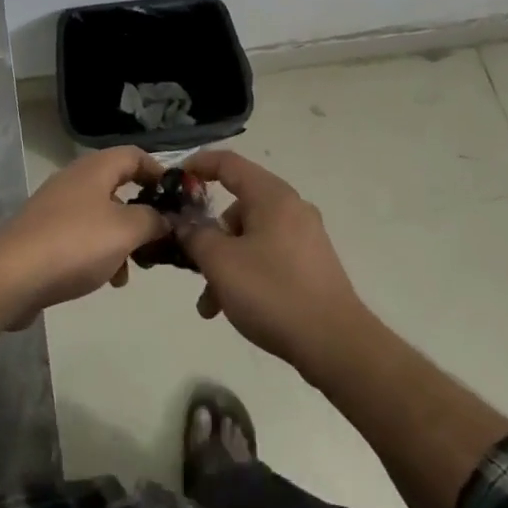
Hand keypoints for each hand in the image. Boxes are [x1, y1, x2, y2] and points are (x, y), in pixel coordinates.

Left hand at [0, 147, 167, 325]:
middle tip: (161, 236)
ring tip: (134, 268)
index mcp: (95, 169)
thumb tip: (166, 217)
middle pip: (119, 186)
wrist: (12, 276)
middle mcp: (75, 180)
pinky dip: (101, 253)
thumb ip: (153, 220)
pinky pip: (83, 237)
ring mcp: (57, 207)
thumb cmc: (76, 244)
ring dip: (123, 238)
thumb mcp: (126, 230)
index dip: (159, 172)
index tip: (179, 197)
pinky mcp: (45, 235)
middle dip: (143, 212)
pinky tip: (108, 279)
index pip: (135, 155)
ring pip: (102, 215)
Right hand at [178, 150, 370, 376]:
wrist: (335, 344)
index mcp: (272, 196)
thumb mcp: (221, 262)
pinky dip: (246, 274)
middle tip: (190, 262)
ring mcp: (304, 237)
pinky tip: (233, 308)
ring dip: (224, 264)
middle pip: (237, 206)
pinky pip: (267, 257)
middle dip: (208, 235)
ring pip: (250, 238)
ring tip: (210, 305)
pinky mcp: (311, 265)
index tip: (172, 182)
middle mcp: (291, 208)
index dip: (197, 165)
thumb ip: (195, 235)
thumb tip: (184, 223)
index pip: (228, 163)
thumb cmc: (272, 292)